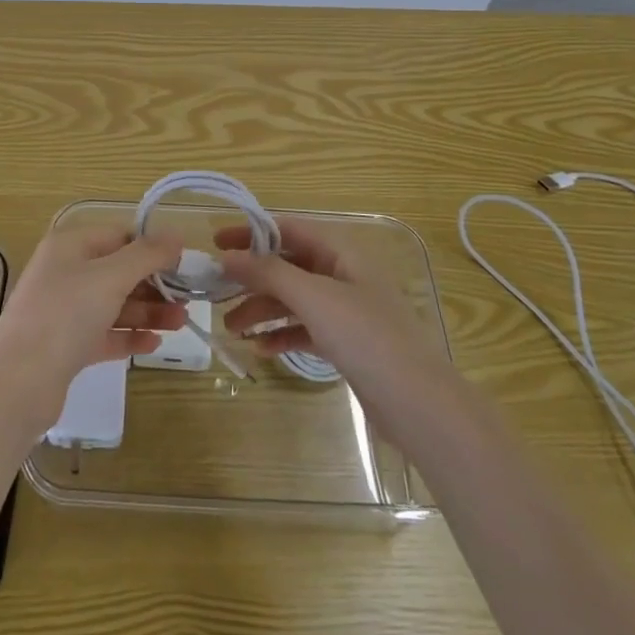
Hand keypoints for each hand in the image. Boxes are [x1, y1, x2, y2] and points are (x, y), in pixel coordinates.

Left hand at [0, 228, 186, 426]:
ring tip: (181, 324)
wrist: (19, 382)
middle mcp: (65, 273)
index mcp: (70, 246)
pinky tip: (154, 344)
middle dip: (154, 284)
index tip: (184, 264)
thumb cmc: (66, 315)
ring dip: (148, 312)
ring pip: (114, 304)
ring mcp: (63, 311)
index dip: (152, 247)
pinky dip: (128, 336)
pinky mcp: (65, 346)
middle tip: (188, 299)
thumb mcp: (111, 277)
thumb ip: (147, 255)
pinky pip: (104, 334)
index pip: (119, 236)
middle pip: (118, 271)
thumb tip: (176, 235)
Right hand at [216, 219, 457, 412]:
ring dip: (262, 309)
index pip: (287, 230)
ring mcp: (346, 309)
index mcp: (340, 251)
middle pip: (288, 266)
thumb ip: (268, 273)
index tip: (215, 243)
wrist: (418, 404)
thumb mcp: (314, 298)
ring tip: (231, 329)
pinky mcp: (347, 342)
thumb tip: (227, 255)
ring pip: (294, 299)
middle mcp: (343, 273)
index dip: (250, 233)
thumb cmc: (366, 337)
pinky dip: (282, 334)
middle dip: (253, 279)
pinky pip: (305, 328)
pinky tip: (261, 349)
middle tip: (216, 293)